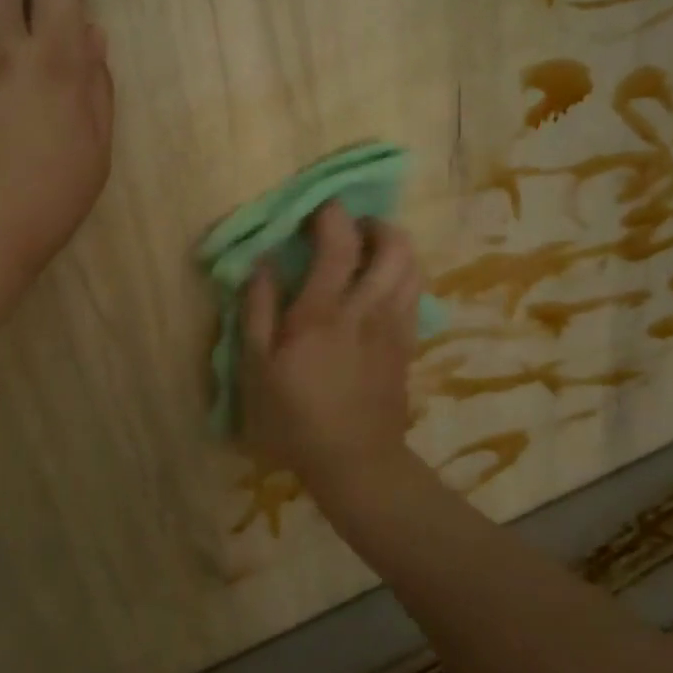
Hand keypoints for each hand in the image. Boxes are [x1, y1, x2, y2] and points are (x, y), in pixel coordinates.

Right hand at [240, 202, 422, 493]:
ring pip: (413, 268)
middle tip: (352, 228)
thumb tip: (265, 263)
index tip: (318, 210)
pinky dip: (404, 277)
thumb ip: (258, 309)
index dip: (333, 216)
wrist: (354, 462)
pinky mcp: (407, 346)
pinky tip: (383, 289)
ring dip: (396, 248)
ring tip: (370, 253)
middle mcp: (367, 310)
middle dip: (376, 225)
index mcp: (323, 312)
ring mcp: (394, 327)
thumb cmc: (293, 417)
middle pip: (394, 246)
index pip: (340, 243)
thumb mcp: (256, 368)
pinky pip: (416, 295)